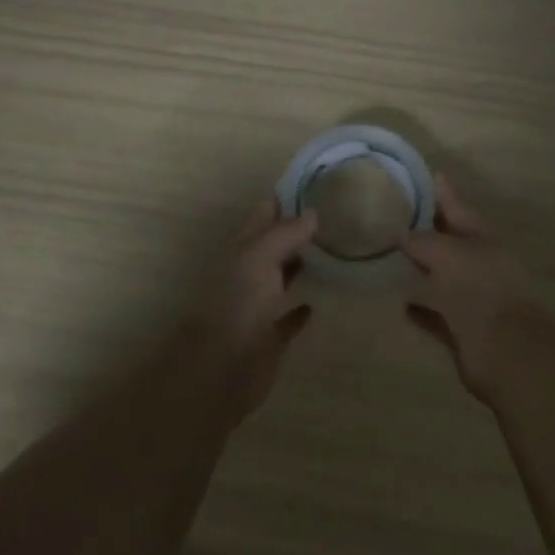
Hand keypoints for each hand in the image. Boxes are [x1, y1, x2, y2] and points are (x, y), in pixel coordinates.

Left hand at [190, 199, 317, 416]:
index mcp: (242, 250)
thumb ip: (285, 233)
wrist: (220, 368)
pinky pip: (286, 320)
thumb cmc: (238, 304)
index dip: (285, 200)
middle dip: (296, 232)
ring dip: (299, 267)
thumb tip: (312, 213)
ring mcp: (257, 306)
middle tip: (333, 217)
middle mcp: (248, 274)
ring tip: (331, 253)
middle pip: (273, 245)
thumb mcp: (260, 257)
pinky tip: (314, 304)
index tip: (315, 186)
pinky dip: (298, 311)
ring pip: (280, 279)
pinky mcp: (268, 338)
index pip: (264, 215)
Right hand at [402, 176, 549, 402]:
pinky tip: (399, 302)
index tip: (431, 173)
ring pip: (440, 277)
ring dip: (420, 269)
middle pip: (448, 242)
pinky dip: (419, 307)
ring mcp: (471, 298)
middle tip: (397, 215)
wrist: (508, 352)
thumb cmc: (481, 290)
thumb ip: (424, 241)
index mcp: (483, 240)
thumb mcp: (449, 254)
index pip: (458, 208)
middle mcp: (478, 266)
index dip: (444, 192)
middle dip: (427, 230)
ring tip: (390, 257)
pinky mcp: (461, 330)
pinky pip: (434, 313)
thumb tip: (402, 235)